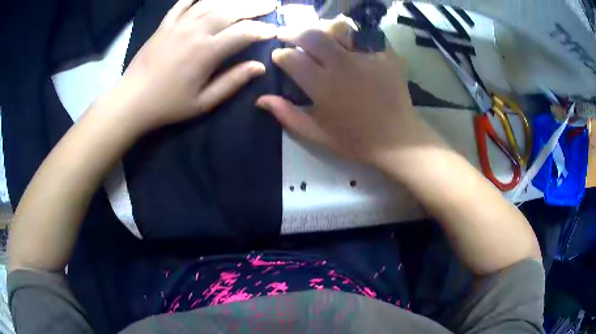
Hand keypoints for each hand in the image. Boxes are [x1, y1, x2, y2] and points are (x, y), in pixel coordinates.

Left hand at [109, 0, 277, 132]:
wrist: (131, 100)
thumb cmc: (168, 105)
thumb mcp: (203, 103)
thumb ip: (232, 81)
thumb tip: (259, 67)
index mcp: (207, 51)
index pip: (244, 32)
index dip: (263, 30)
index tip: (275, 31)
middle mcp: (196, 30)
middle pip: (232, 10)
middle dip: (255, 6)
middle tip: (272, 3)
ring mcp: (179, 24)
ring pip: (212, 2)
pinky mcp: (165, 24)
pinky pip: (184, 2)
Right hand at [256, 20, 432, 164]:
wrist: (397, 140)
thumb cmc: (355, 140)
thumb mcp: (317, 134)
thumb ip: (288, 115)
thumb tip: (261, 99)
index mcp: (323, 87)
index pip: (291, 59)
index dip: (280, 55)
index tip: (279, 56)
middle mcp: (342, 65)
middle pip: (311, 35)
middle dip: (293, 32)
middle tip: (286, 34)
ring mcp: (367, 57)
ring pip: (338, 27)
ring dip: (322, 27)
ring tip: (317, 33)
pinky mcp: (387, 54)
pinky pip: (366, 32)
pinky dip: (353, 31)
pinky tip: (347, 37)